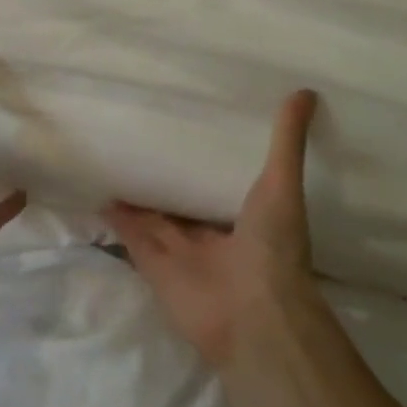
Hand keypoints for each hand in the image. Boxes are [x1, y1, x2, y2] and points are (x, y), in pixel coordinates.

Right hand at [107, 90, 318, 367]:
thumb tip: (306, 91)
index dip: (205, 161)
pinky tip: (101, 192)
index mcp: (244, 218)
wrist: (252, 316)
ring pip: (153, 218)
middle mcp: (211, 235)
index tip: (189, 129)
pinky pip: (131, 237)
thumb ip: (287, 141)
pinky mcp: (153, 265)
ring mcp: (180, 252)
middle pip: (182, 203)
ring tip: (116, 159)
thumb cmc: (274, 248)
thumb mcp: (282, 184)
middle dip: (167, 179)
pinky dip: (117, 218)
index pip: (219, 184)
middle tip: (144, 139)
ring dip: (138, 196)